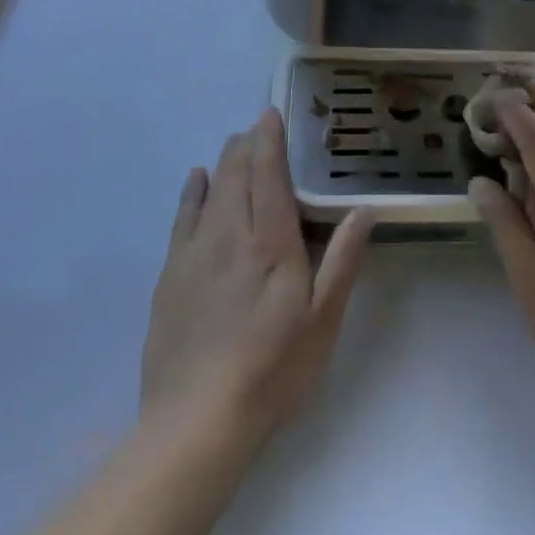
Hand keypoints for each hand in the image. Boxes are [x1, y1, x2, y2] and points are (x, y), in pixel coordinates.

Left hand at [140, 109, 373, 438]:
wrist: (197, 420)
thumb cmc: (273, 369)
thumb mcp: (323, 320)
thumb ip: (342, 260)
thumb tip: (363, 209)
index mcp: (271, 244)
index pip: (269, 176)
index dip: (270, 141)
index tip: (270, 113)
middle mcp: (230, 236)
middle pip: (237, 176)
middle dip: (246, 146)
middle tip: (256, 126)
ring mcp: (195, 254)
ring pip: (211, 192)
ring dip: (224, 162)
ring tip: (233, 143)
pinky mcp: (170, 276)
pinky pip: (182, 219)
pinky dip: (192, 192)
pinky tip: (196, 179)